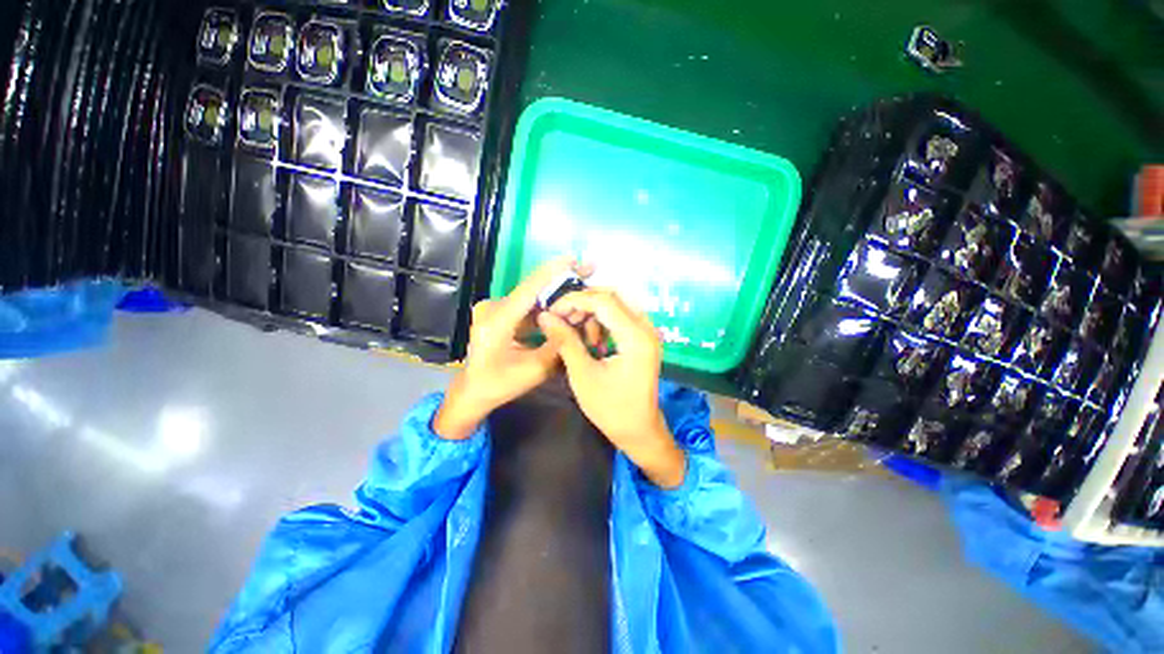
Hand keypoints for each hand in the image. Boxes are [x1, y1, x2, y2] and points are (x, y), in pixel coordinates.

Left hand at [433, 256, 585, 439]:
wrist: (471, 393)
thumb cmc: (499, 385)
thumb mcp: (534, 370)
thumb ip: (557, 345)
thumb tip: (577, 322)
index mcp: (497, 320)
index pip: (529, 289)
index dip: (552, 271)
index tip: (574, 257)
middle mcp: (493, 308)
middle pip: (533, 291)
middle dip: (562, 282)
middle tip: (587, 270)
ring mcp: (494, 309)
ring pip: (532, 299)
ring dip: (556, 296)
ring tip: (581, 290)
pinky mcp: (499, 314)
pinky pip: (527, 307)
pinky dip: (546, 307)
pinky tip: (564, 307)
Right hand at [537, 289, 685, 487]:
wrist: (639, 431)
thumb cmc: (611, 408)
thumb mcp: (583, 374)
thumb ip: (565, 341)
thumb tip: (545, 316)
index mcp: (635, 337)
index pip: (604, 301)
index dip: (574, 300)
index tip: (552, 310)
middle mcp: (646, 328)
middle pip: (612, 297)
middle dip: (583, 304)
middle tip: (562, 319)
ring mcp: (647, 332)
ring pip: (616, 305)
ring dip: (592, 313)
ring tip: (577, 335)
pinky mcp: (643, 338)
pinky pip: (621, 317)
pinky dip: (602, 322)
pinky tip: (593, 342)